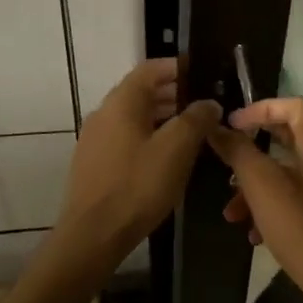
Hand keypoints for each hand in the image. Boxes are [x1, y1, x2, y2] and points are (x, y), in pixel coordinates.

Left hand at [57, 59, 218, 257]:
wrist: (93, 235)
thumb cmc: (137, 185)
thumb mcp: (176, 149)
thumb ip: (196, 119)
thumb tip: (209, 102)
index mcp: (122, 102)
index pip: (151, 68)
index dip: (178, 67)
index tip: (203, 73)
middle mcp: (104, 113)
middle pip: (142, 92)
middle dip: (174, 94)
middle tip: (204, 105)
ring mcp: (95, 139)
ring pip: (134, 117)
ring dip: (163, 118)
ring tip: (192, 132)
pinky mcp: (94, 164)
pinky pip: (126, 138)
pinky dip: (149, 137)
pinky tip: (167, 157)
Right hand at [204, 97, 302, 302]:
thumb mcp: (263, 186)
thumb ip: (239, 152)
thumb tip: (218, 128)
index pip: (294, 106)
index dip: (261, 108)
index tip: (231, 124)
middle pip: (287, 140)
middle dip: (252, 150)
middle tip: (224, 160)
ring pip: (285, 176)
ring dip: (254, 187)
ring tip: (230, 212)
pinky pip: (292, 203)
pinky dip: (269, 210)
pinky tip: (252, 235)